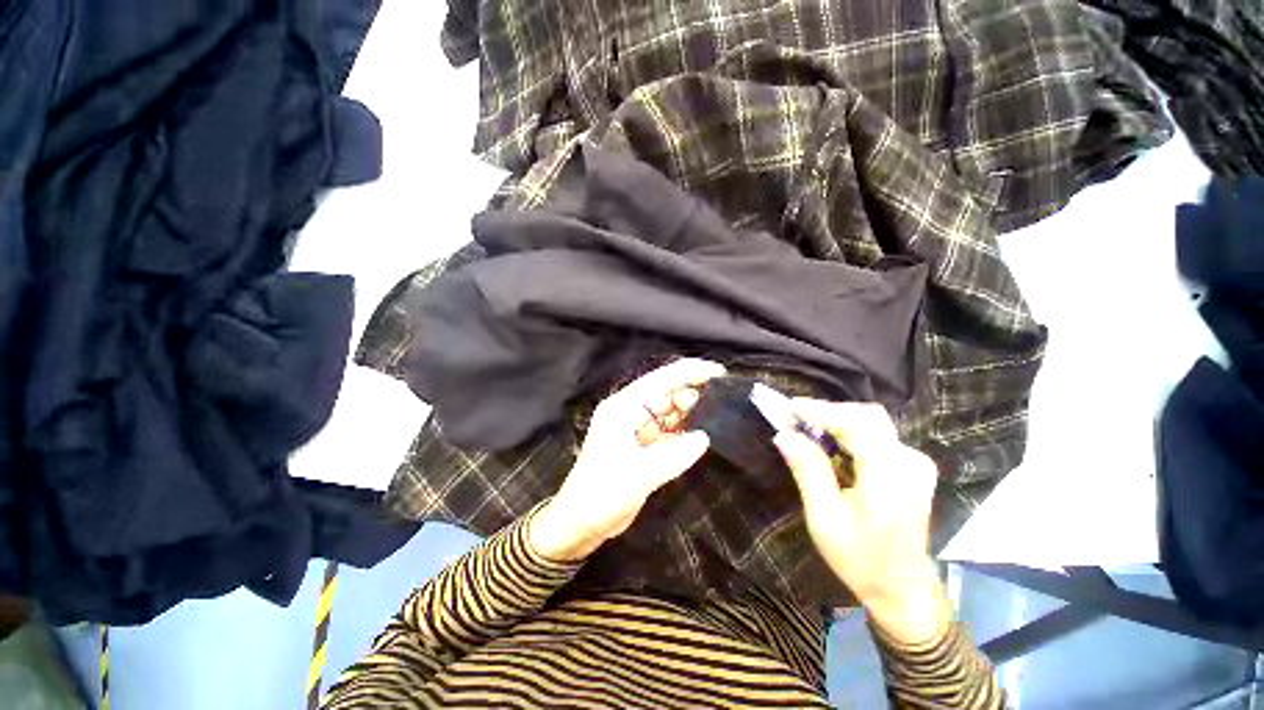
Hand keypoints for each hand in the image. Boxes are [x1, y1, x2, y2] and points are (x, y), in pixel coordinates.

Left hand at [528, 359, 724, 562]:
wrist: (580, 522)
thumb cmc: (602, 493)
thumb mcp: (639, 474)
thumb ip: (674, 455)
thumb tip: (704, 437)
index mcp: (624, 407)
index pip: (660, 380)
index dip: (689, 372)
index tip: (718, 372)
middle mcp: (630, 412)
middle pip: (666, 393)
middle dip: (692, 393)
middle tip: (723, 401)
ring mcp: (636, 429)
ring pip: (669, 412)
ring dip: (689, 412)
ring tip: (718, 414)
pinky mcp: (643, 446)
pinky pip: (668, 432)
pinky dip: (684, 432)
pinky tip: (701, 435)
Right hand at [773, 400, 950, 645]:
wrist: (901, 586)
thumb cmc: (859, 558)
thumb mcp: (824, 518)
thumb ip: (808, 470)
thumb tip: (783, 434)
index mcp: (889, 477)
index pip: (856, 423)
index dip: (820, 410)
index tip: (788, 408)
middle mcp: (909, 461)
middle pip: (865, 416)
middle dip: (826, 413)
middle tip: (793, 421)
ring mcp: (915, 462)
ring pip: (870, 422)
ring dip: (834, 422)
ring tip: (804, 432)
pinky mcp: (911, 465)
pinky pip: (875, 435)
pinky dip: (847, 433)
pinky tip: (828, 446)